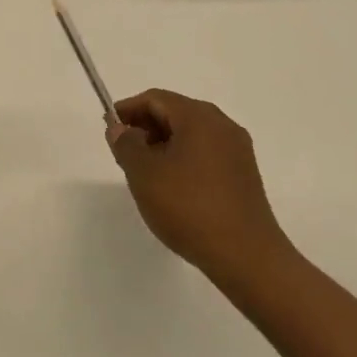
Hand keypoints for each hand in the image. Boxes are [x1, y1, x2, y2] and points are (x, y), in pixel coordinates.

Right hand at [108, 89, 290, 280]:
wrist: (247, 257)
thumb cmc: (190, 208)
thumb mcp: (145, 174)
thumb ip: (126, 145)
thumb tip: (120, 129)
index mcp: (199, 116)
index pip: (156, 99)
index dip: (128, 110)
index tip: (109, 128)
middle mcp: (222, 125)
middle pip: (175, 113)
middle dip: (146, 128)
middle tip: (124, 153)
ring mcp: (237, 150)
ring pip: (191, 135)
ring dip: (164, 145)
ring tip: (145, 173)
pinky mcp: (244, 175)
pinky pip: (206, 154)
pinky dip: (184, 160)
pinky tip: (173, 188)